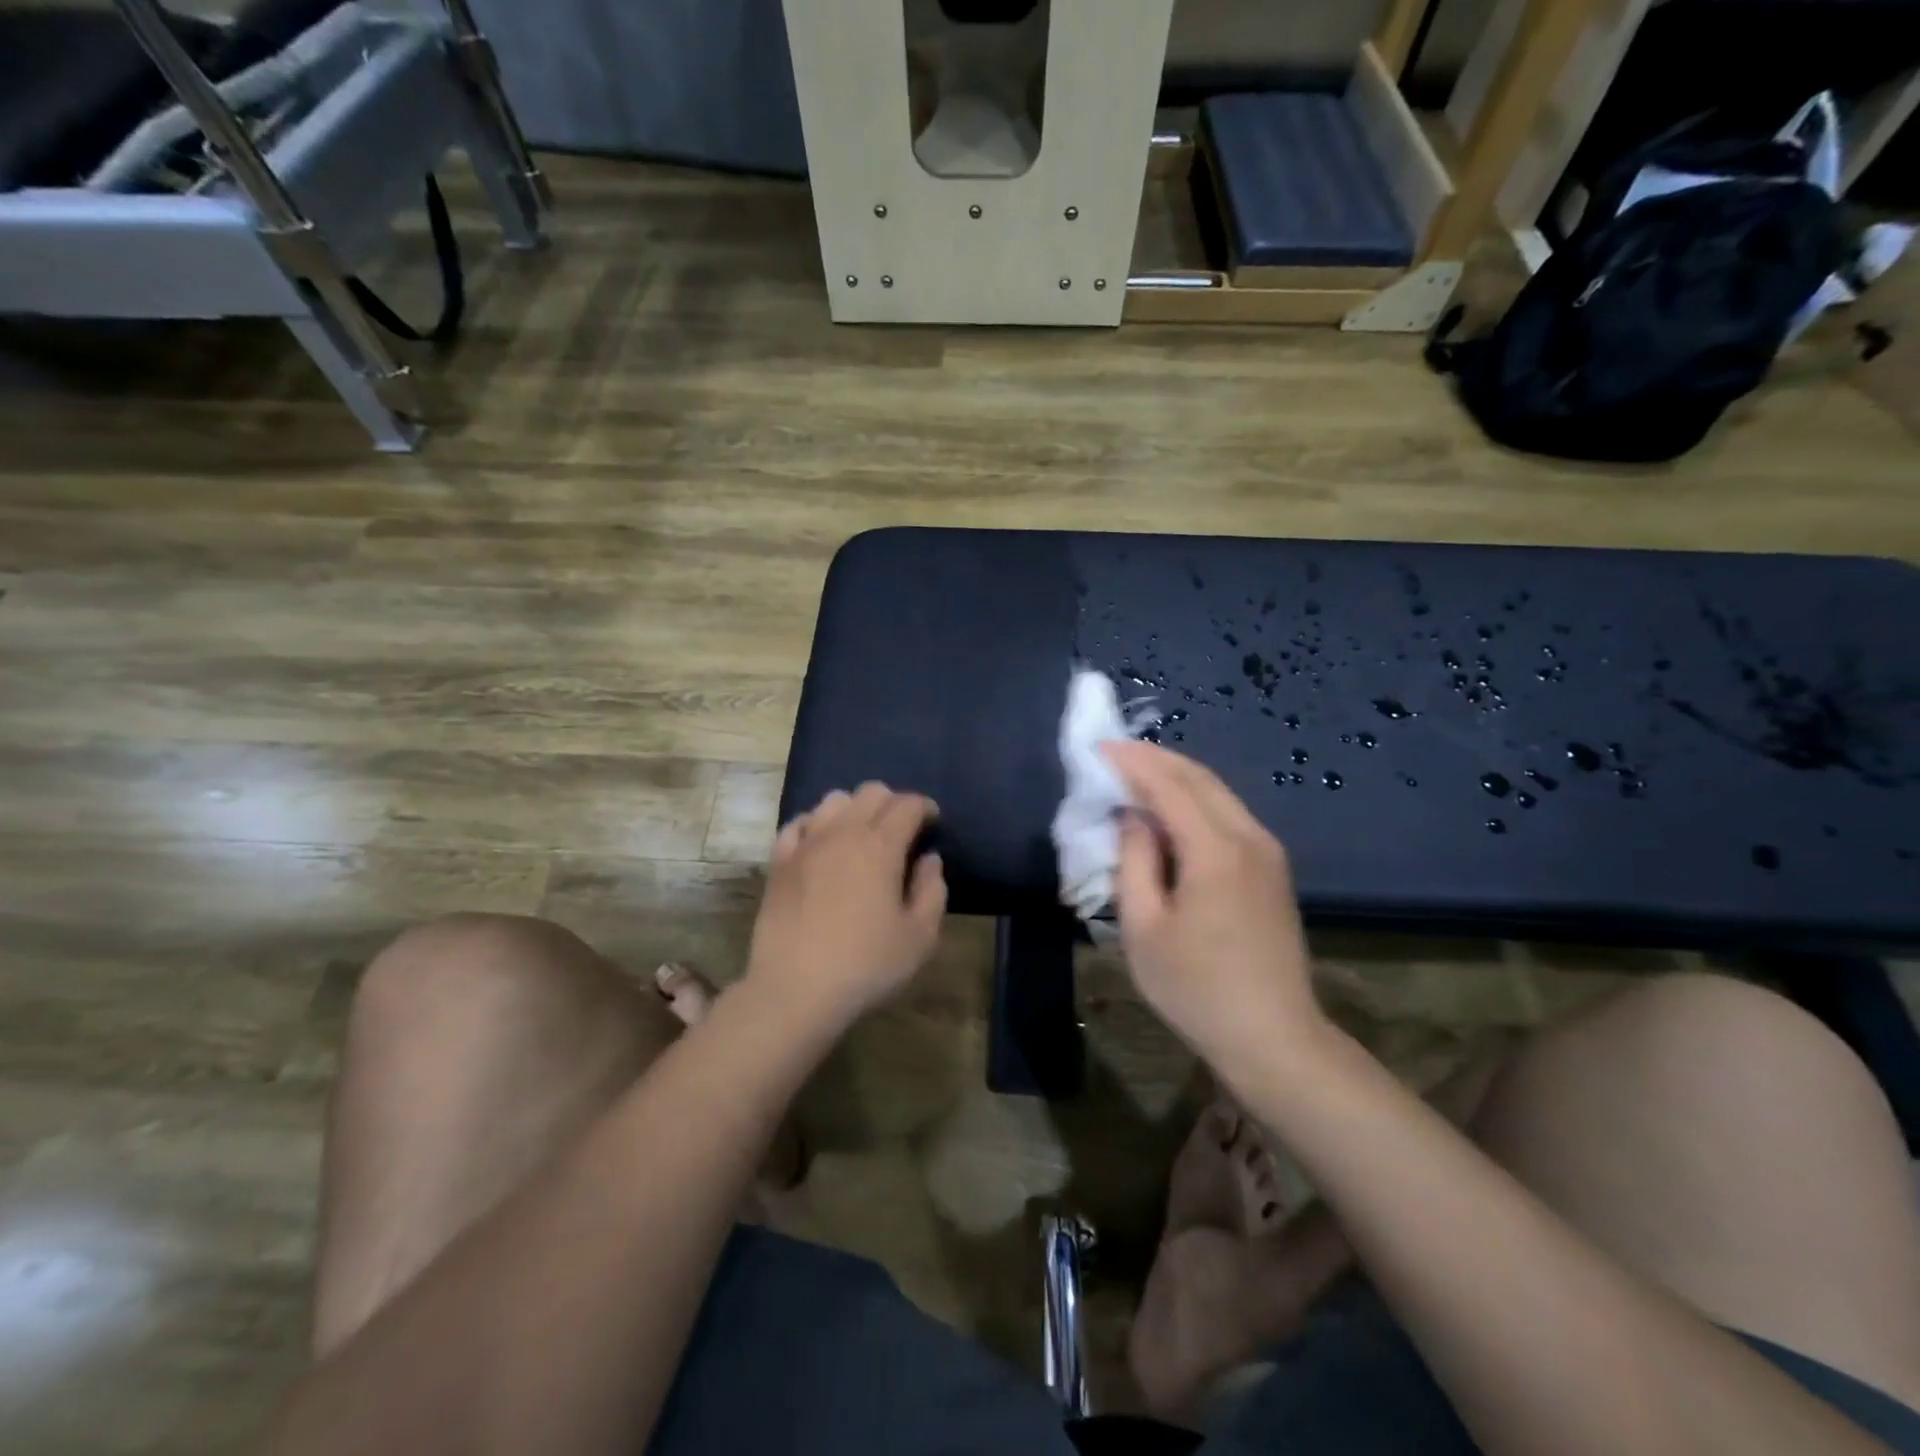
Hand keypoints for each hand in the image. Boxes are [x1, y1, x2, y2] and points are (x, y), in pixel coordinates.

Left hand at [744, 783, 946, 1030]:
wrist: (795, 990)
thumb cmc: (866, 965)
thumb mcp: (919, 937)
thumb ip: (932, 891)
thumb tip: (929, 860)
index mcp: (881, 846)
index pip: (908, 804)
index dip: (925, 808)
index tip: (933, 824)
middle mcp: (843, 832)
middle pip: (872, 792)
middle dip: (893, 803)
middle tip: (902, 832)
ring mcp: (806, 844)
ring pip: (833, 800)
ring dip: (854, 809)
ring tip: (861, 836)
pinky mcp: (779, 861)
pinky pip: (798, 823)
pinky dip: (815, 825)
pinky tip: (821, 845)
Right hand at [1103, 741, 1327, 1086]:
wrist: (1273, 1037)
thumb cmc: (1196, 988)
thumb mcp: (1144, 928)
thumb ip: (1134, 861)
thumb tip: (1132, 817)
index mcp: (1215, 851)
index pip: (1169, 785)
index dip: (1132, 763)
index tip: (1099, 748)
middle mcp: (1249, 838)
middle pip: (1199, 778)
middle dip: (1155, 759)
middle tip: (1115, 753)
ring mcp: (1268, 852)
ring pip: (1218, 792)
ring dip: (1176, 776)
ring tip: (1136, 773)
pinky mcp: (1273, 868)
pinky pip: (1229, 814)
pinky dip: (1196, 799)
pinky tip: (1171, 809)